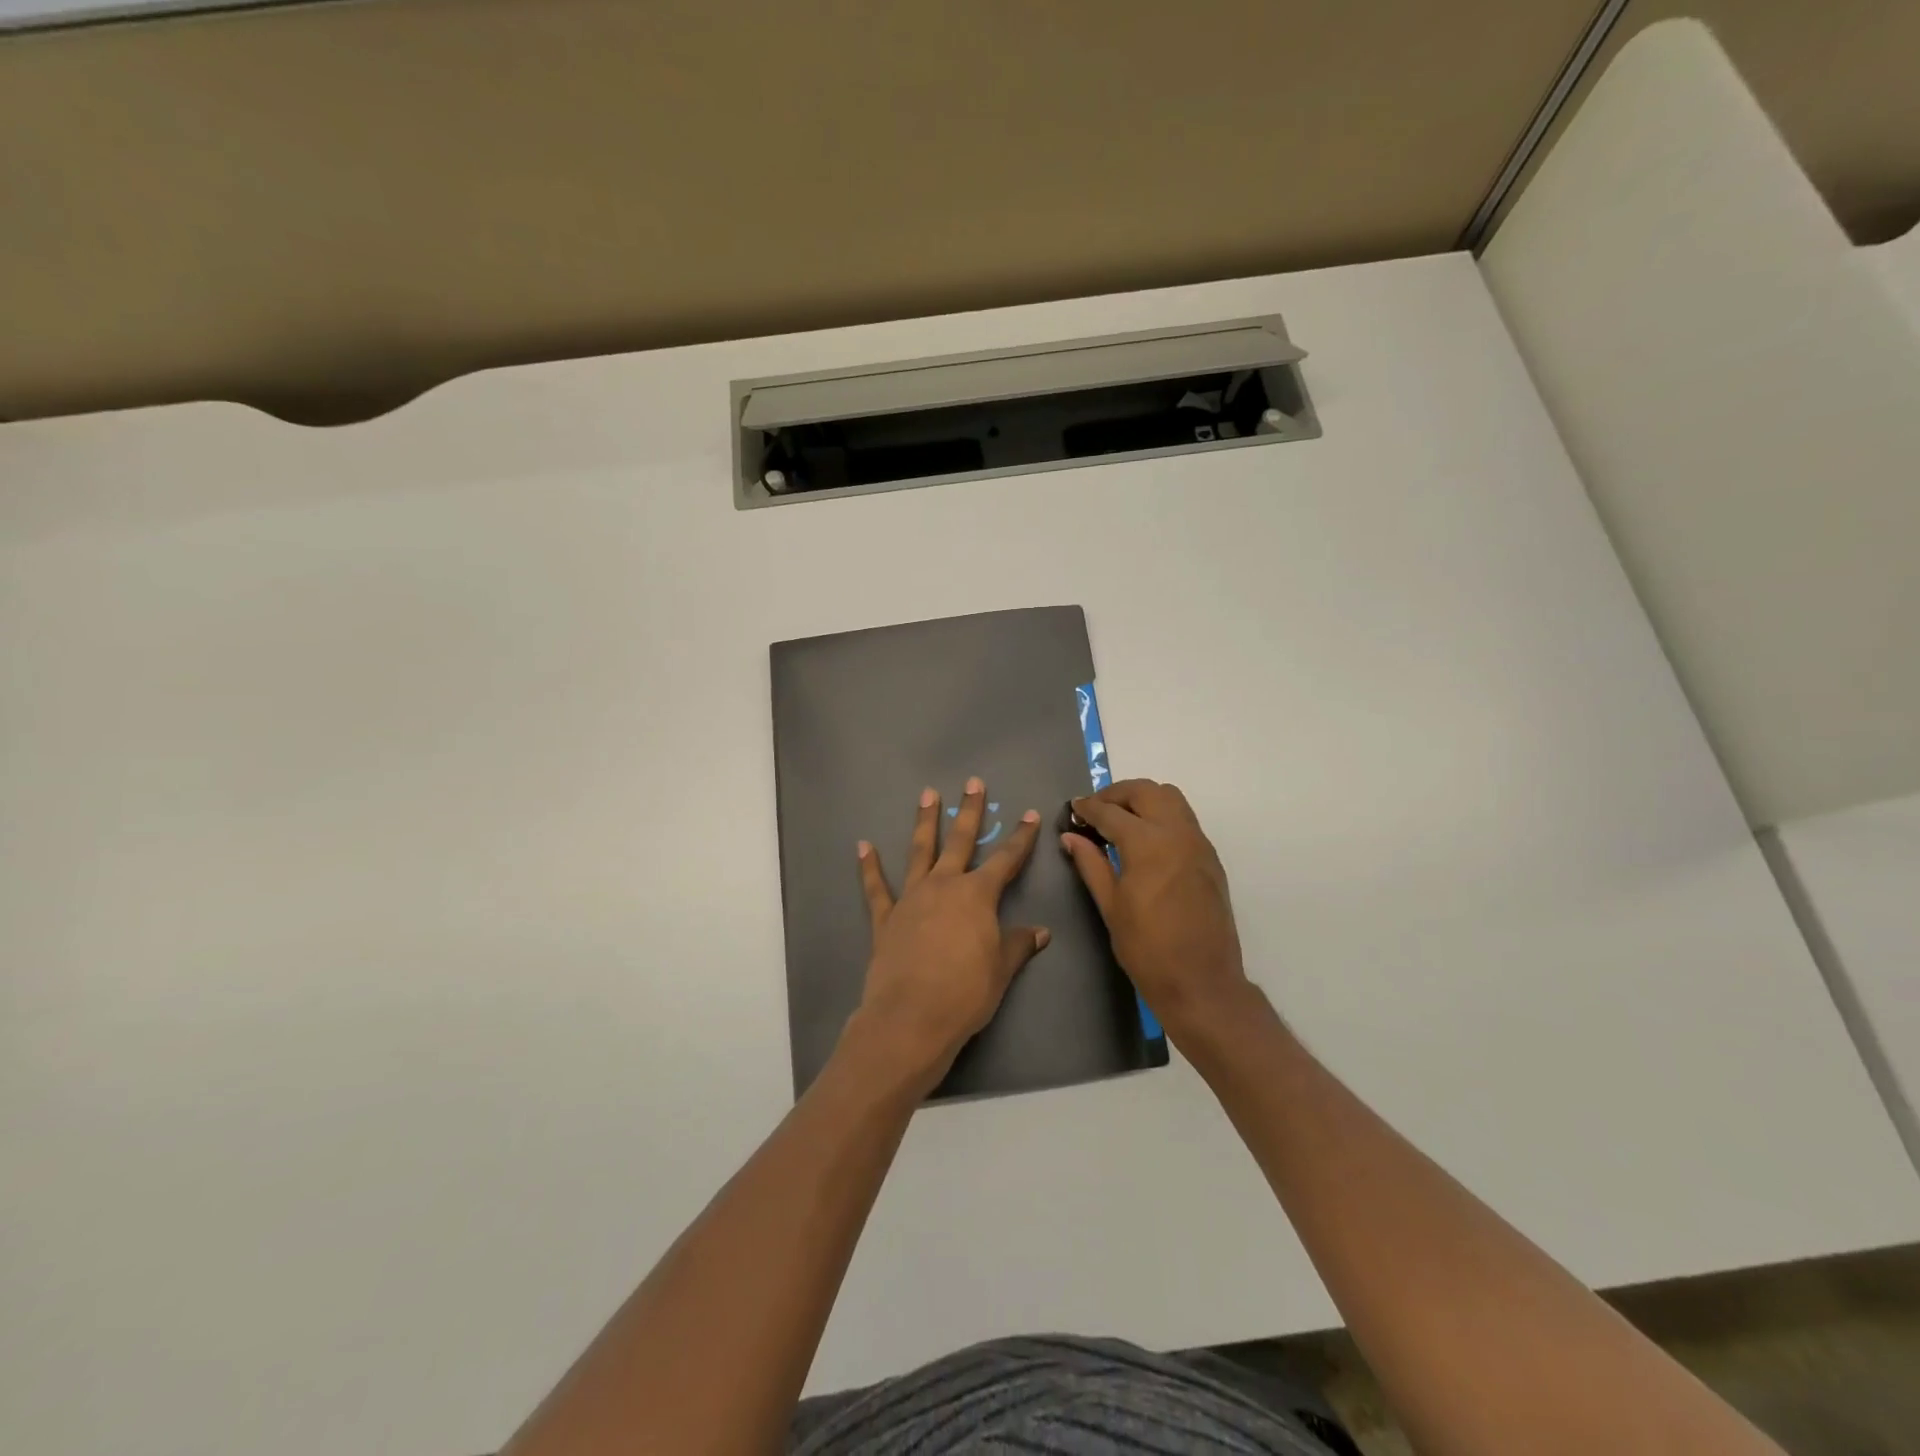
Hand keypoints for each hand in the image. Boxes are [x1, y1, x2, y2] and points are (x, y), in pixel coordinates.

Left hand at [848, 777, 1048, 1094]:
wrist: (911, 1017)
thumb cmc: (965, 993)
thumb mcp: (1001, 970)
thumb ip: (1018, 945)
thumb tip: (1040, 932)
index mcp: (977, 895)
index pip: (1006, 860)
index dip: (1021, 837)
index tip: (1030, 815)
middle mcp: (944, 886)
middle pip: (960, 841)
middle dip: (969, 811)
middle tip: (972, 783)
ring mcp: (912, 898)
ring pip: (920, 851)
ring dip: (924, 822)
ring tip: (927, 794)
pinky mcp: (886, 918)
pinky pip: (876, 888)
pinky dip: (869, 867)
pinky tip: (864, 846)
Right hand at [1061, 779, 1252, 1044]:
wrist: (1202, 983)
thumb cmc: (1147, 949)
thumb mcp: (1111, 906)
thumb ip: (1090, 864)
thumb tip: (1071, 836)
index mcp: (1148, 844)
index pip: (1111, 812)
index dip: (1088, 808)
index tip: (1073, 808)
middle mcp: (1177, 833)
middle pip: (1146, 791)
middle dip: (1117, 794)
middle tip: (1095, 809)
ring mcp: (1198, 844)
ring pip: (1171, 798)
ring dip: (1143, 799)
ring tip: (1120, 819)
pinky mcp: (1210, 858)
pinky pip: (1184, 819)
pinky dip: (1161, 815)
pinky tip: (1145, 839)